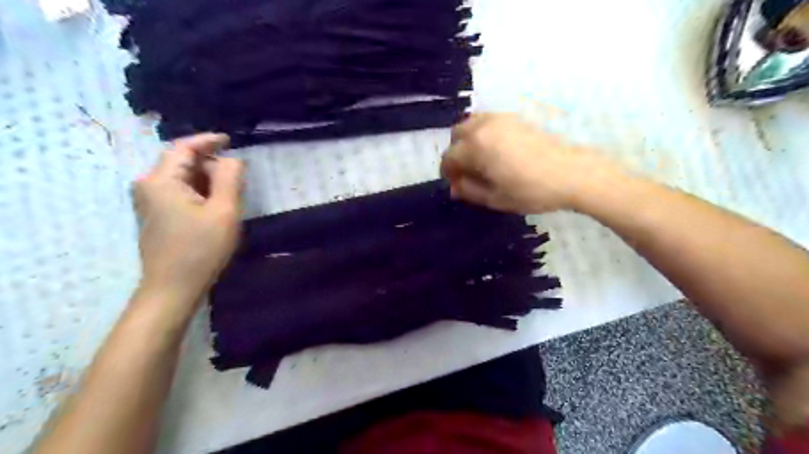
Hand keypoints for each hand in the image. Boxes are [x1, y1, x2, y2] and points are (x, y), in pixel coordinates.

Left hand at [132, 133, 242, 307]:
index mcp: (161, 180)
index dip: (208, 140)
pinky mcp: (155, 216)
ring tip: (231, 194)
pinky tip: (215, 207)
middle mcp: (148, 185)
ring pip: (182, 179)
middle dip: (211, 164)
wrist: (173, 288)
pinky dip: (199, 192)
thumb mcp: (224, 210)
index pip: (184, 147)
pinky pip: (179, 193)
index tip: (230, 140)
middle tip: (238, 178)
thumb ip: (230, 178)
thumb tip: (233, 159)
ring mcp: (149, 202)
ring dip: (207, 180)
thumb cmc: (201, 248)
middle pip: (182, 162)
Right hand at [442, 111, 620, 211]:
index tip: (456, 185)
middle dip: (456, 153)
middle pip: (456, 135)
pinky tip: (495, 150)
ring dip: (468, 141)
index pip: (449, 157)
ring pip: (471, 123)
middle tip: (467, 172)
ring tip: (480, 160)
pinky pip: (488, 120)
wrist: (572, 174)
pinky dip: (482, 132)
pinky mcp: (515, 118)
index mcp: (476, 146)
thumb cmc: (531, 190)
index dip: (448, 173)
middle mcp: (484, 126)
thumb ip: (469, 190)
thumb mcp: (495, 198)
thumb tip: (454, 186)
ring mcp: (501, 118)